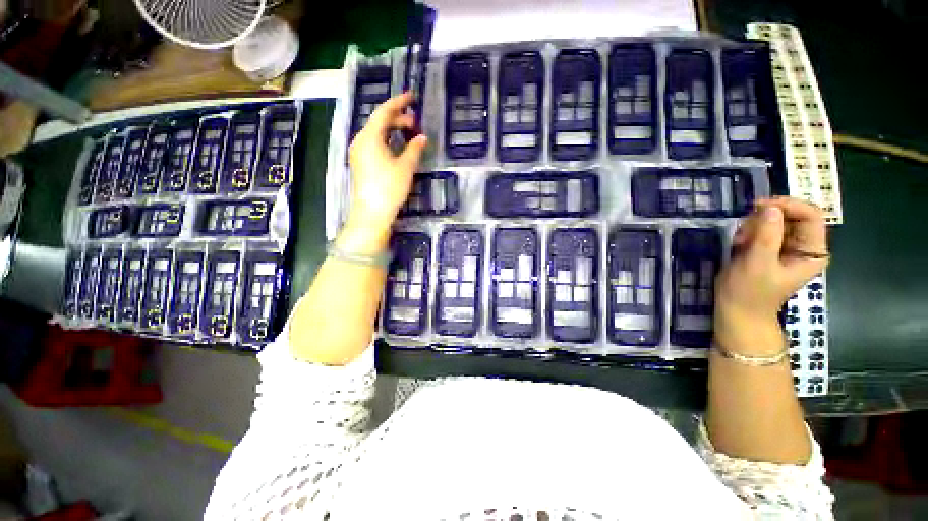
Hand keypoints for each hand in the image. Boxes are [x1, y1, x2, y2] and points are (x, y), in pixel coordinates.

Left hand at [345, 92, 427, 245]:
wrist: (372, 212)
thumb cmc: (389, 188)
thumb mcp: (406, 167)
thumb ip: (414, 148)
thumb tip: (422, 137)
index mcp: (370, 137)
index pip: (384, 112)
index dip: (399, 102)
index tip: (412, 95)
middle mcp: (360, 141)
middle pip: (379, 122)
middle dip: (398, 119)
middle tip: (415, 122)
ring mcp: (358, 153)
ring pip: (376, 134)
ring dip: (392, 130)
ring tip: (409, 134)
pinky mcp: (361, 163)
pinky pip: (374, 144)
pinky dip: (387, 141)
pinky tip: (397, 147)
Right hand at [714, 197, 828, 352]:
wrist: (737, 311)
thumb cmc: (750, 292)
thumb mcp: (758, 264)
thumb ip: (767, 236)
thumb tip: (770, 208)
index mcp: (812, 251)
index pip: (811, 215)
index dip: (789, 205)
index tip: (760, 206)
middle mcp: (804, 246)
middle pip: (792, 216)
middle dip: (766, 219)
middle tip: (744, 230)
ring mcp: (786, 247)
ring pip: (775, 221)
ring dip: (754, 226)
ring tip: (740, 242)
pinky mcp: (770, 249)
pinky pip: (763, 229)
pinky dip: (748, 232)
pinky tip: (739, 244)